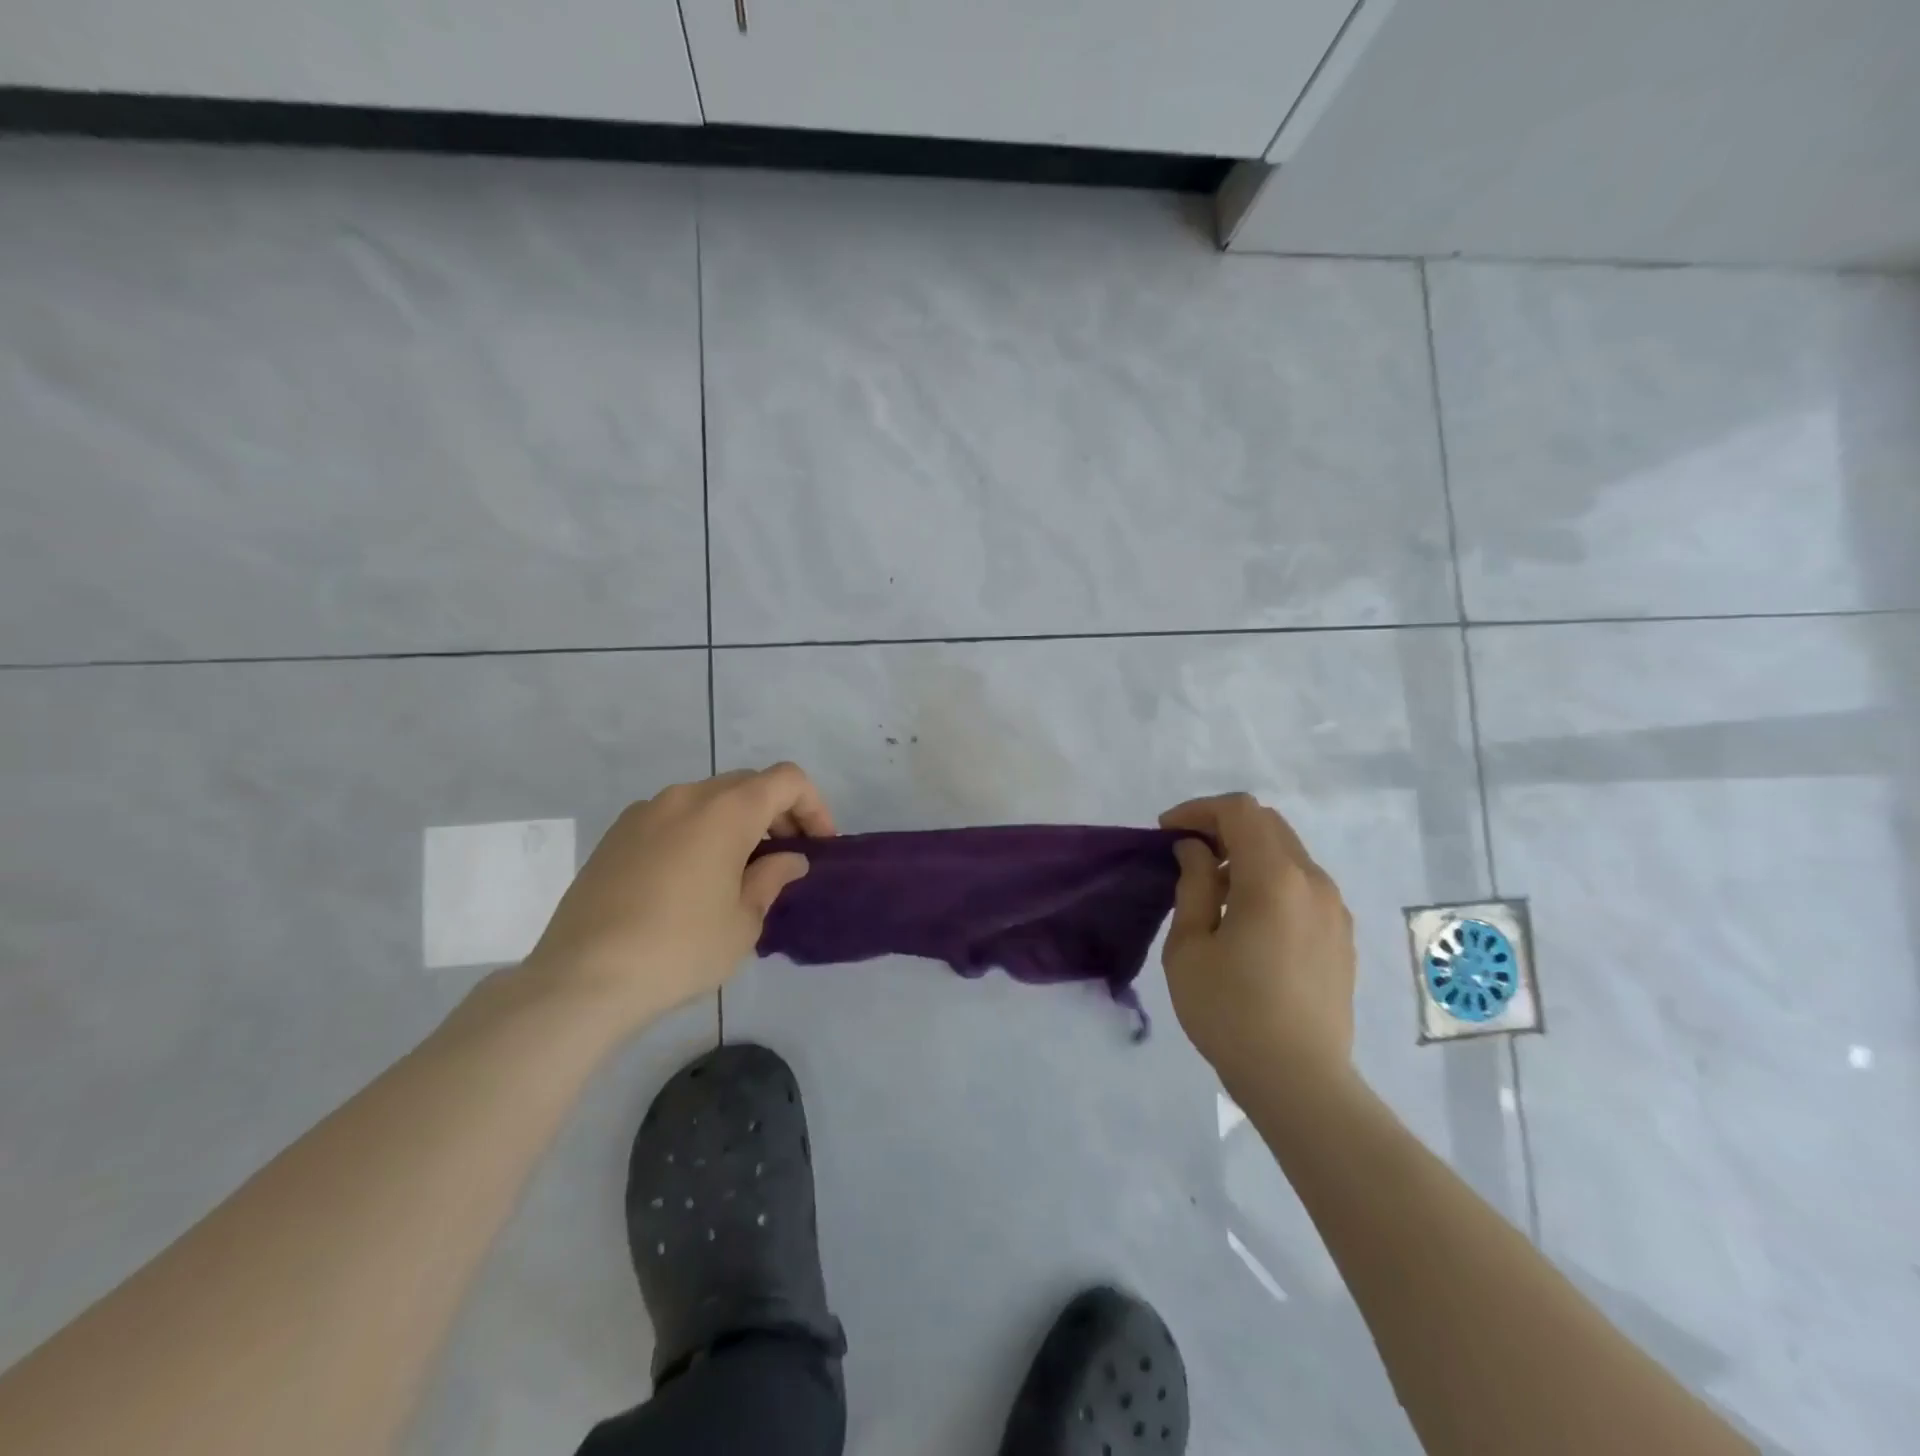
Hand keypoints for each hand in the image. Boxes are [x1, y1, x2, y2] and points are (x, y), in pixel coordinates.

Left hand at [526, 763, 833, 1028]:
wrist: (582, 978)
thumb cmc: (680, 948)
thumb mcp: (744, 921)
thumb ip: (771, 878)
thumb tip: (788, 859)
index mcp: (726, 810)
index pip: (787, 780)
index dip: (813, 806)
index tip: (819, 846)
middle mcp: (686, 796)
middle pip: (748, 784)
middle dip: (776, 813)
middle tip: (785, 858)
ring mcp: (645, 812)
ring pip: (708, 799)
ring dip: (736, 823)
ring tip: (739, 871)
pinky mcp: (615, 835)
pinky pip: (673, 818)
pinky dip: (698, 833)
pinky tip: (692, 880)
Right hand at [1159, 792, 1355, 1094]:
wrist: (1299, 1081)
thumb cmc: (1230, 1012)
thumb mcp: (1190, 947)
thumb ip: (1193, 886)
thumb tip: (1197, 852)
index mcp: (1275, 879)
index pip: (1240, 811)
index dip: (1199, 810)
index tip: (1167, 832)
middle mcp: (1313, 882)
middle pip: (1268, 825)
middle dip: (1222, 827)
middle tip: (1186, 854)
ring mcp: (1334, 909)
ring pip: (1288, 854)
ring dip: (1248, 854)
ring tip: (1214, 890)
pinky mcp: (1341, 936)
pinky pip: (1303, 885)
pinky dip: (1270, 880)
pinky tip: (1248, 919)